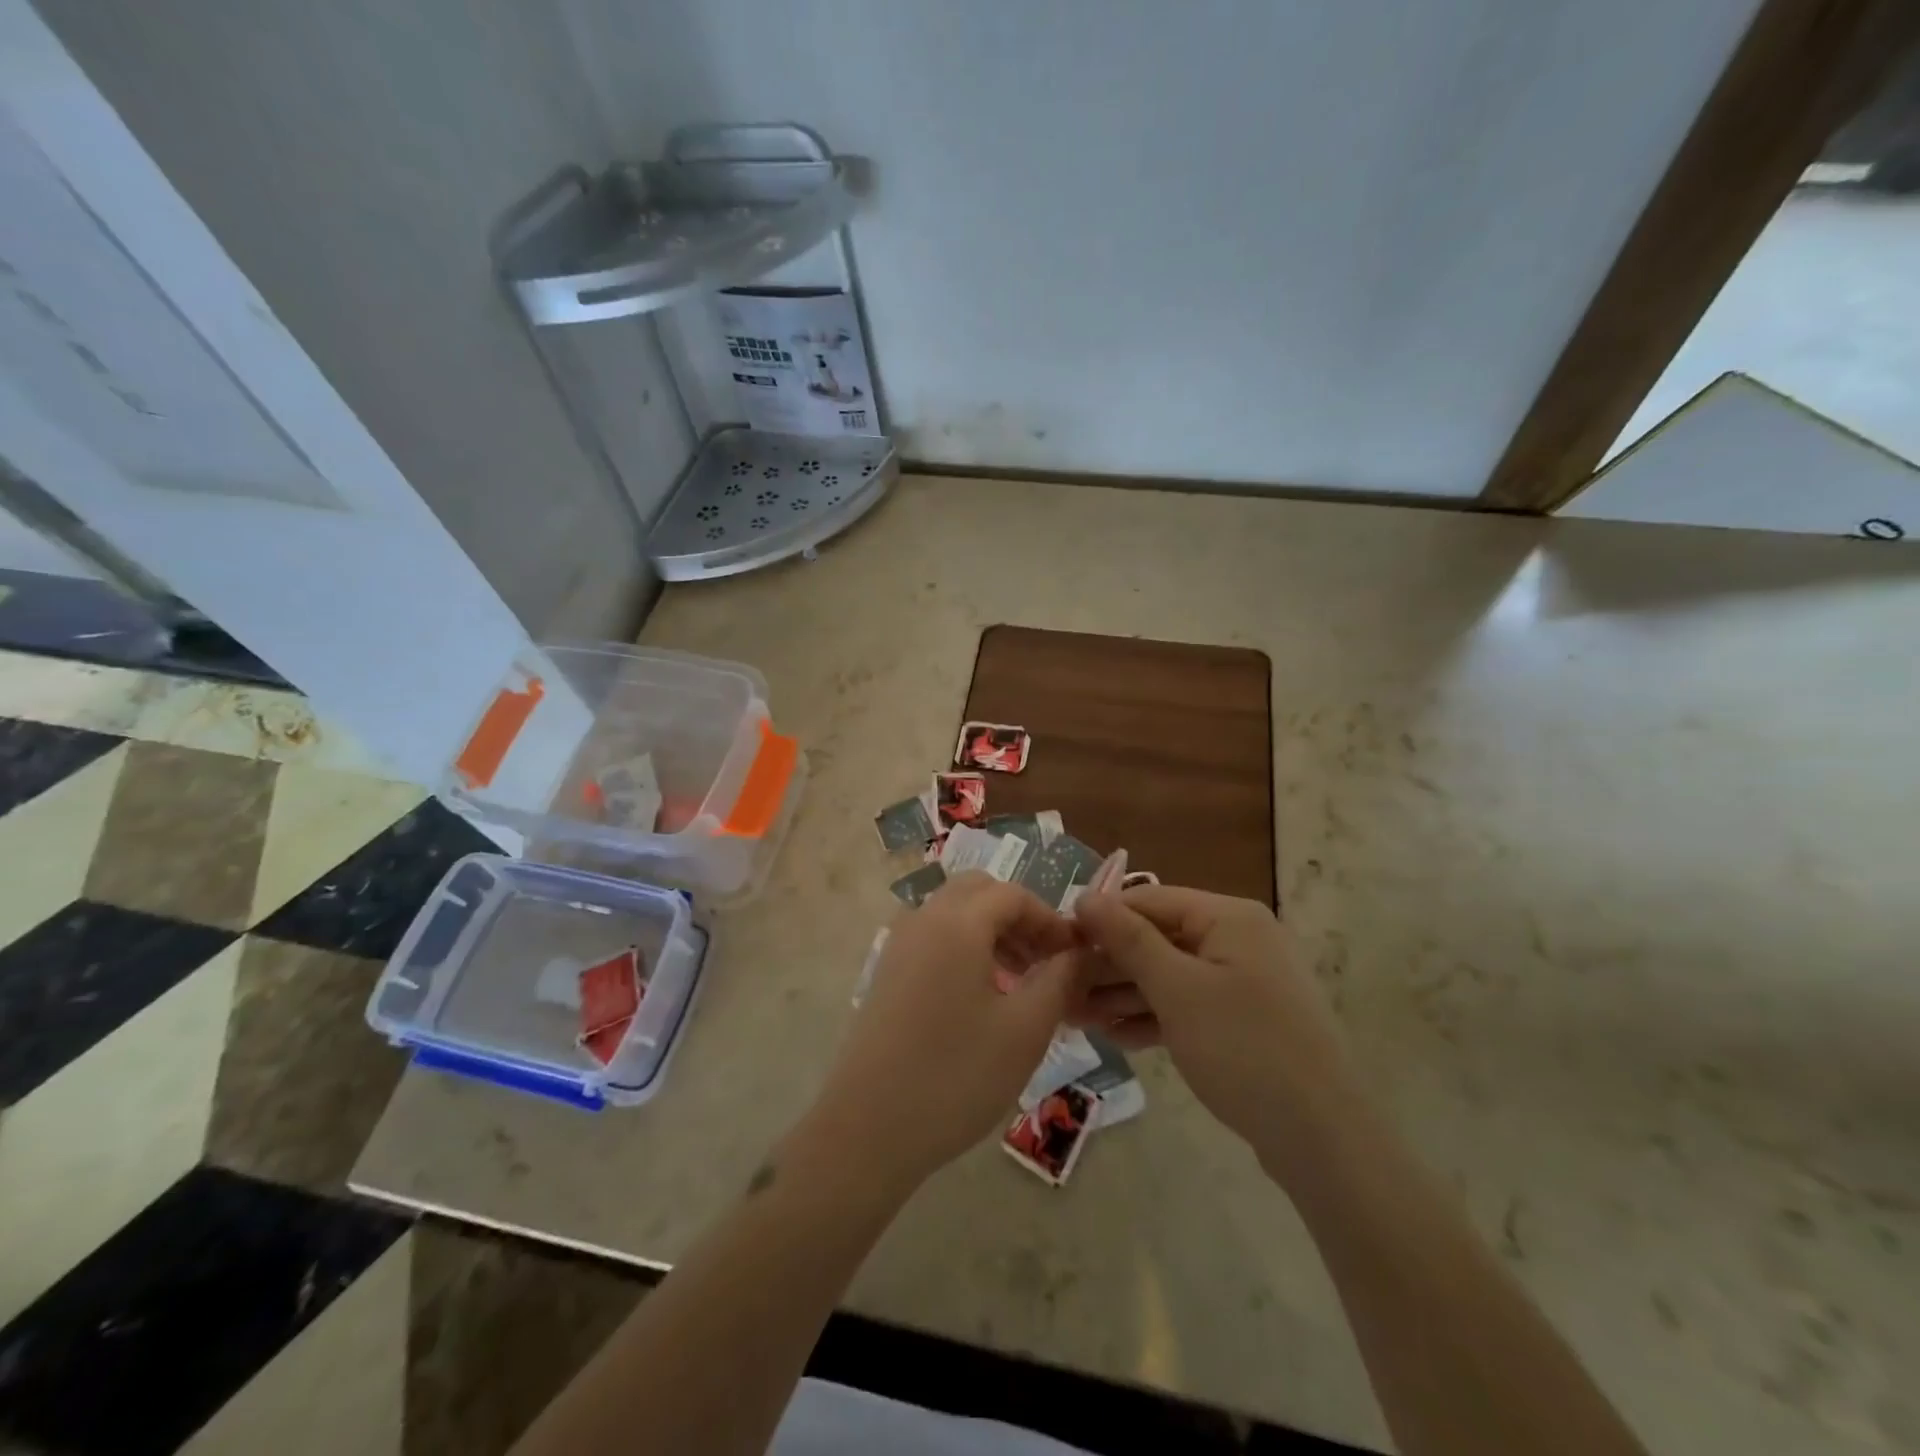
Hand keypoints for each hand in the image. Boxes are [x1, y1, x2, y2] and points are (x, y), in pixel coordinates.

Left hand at [805, 873, 1083, 1190]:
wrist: (868, 1129)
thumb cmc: (956, 1076)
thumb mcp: (1025, 1029)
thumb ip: (1060, 979)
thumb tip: (1082, 951)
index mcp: (957, 923)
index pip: (1013, 894)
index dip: (1050, 918)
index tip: (1075, 955)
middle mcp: (923, 920)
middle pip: (978, 892)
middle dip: (1018, 917)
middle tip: (1046, 959)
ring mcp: (899, 945)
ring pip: (954, 913)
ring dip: (992, 931)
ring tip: (1021, 980)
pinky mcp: (887, 973)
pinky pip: (934, 937)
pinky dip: (965, 947)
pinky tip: (982, 996)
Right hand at [1071, 886, 1359, 1182]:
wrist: (1324, 1139)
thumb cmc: (1244, 1049)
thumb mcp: (1177, 990)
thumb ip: (1129, 940)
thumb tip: (1086, 896)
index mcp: (1228, 918)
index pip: (1150, 901)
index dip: (1101, 919)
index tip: (1057, 944)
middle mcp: (1238, 939)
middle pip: (1158, 939)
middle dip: (1108, 965)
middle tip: (1061, 991)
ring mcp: (1243, 982)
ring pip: (1169, 976)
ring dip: (1123, 995)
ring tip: (1076, 1018)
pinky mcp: (1244, 1020)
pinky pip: (1188, 1005)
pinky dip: (1153, 1017)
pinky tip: (1116, 1038)